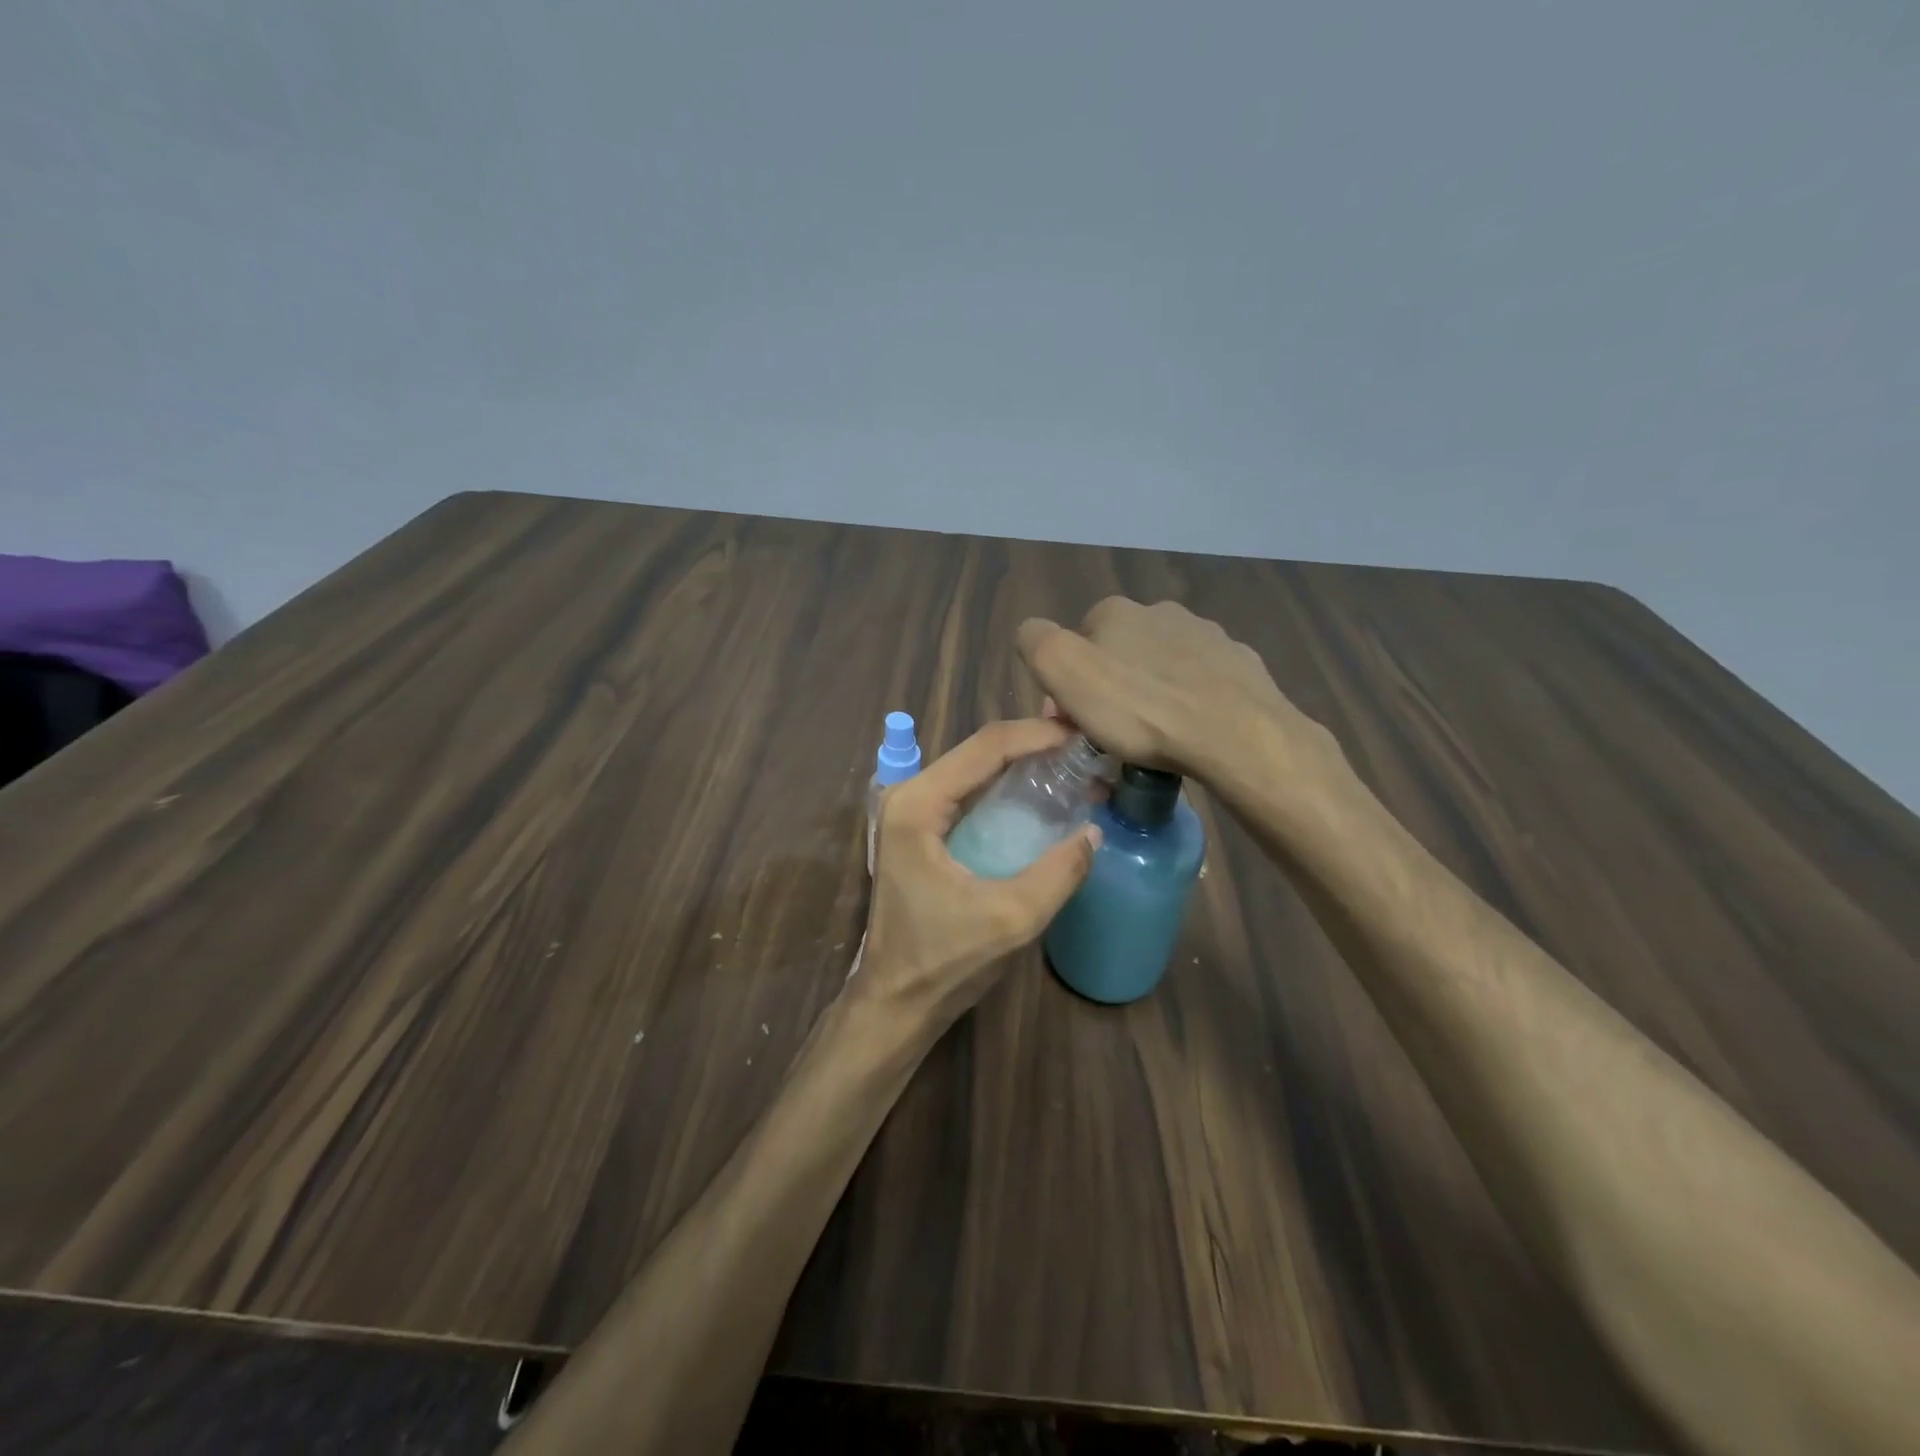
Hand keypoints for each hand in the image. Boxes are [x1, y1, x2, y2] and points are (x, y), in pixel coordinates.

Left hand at [857, 719, 1099, 1033]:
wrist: (896, 1001)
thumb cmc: (944, 962)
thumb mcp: (1011, 919)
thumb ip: (1058, 873)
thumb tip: (1093, 832)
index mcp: (918, 805)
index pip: (985, 747)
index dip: (1038, 735)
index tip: (1084, 737)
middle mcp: (909, 796)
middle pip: (979, 750)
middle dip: (1033, 743)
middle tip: (1086, 746)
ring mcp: (911, 811)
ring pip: (975, 768)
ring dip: (1022, 762)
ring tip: (1073, 763)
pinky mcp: (921, 829)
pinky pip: (970, 792)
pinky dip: (1007, 787)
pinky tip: (1042, 792)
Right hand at [1017, 597, 1341, 785]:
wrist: (1233, 733)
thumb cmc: (1139, 708)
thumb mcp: (1064, 672)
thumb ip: (1037, 642)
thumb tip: (1034, 634)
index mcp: (1115, 612)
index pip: (1075, 641)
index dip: (1069, 682)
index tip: (1074, 721)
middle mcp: (1160, 611)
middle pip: (1119, 651)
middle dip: (1111, 685)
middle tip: (1112, 733)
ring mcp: (1206, 634)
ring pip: (1161, 664)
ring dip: (1151, 690)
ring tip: (1155, 735)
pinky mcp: (1238, 662)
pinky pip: (1201, 680)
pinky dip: (1190, 698)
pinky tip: (1191, 728)